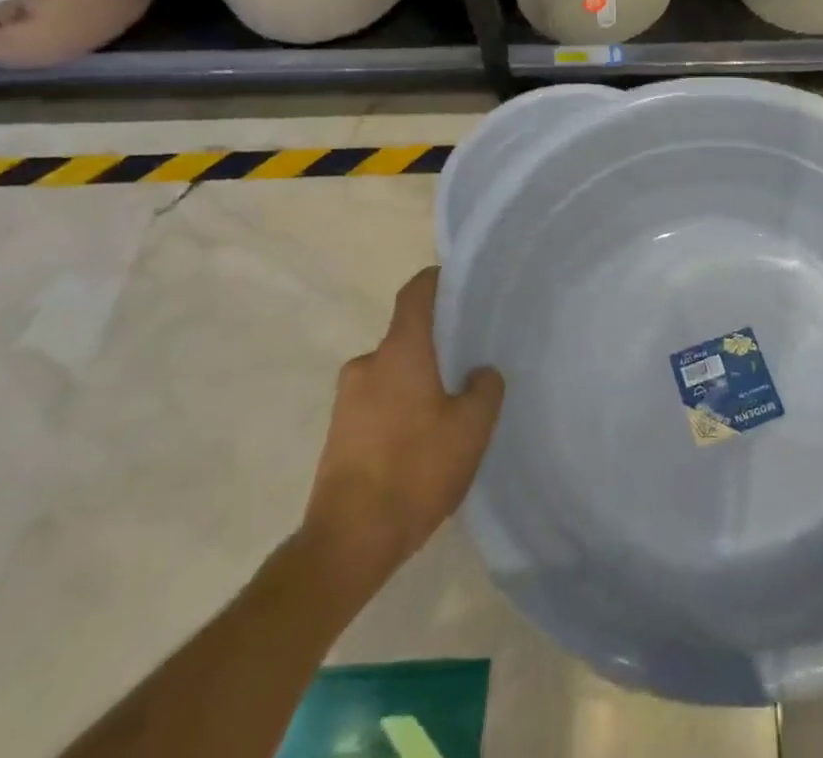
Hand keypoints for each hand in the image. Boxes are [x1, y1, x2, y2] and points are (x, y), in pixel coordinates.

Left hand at [299, 267, 503, 592]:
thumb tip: (479, 372)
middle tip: (468, 364)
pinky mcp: (338, 433)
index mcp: (400, 351)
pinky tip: (421, 443)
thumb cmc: (415, 470)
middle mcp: (368, 364)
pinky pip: (377, 403)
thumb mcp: (471, 429)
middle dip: (435, 346)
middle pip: (407, 337)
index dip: (437, 280)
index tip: (460, 282)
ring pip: (392, 373)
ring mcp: (347, 400)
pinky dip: (400, 409)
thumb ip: (484, 389)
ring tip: (448, 411)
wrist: (348, 543)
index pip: (415, 293)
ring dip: (417, 382)